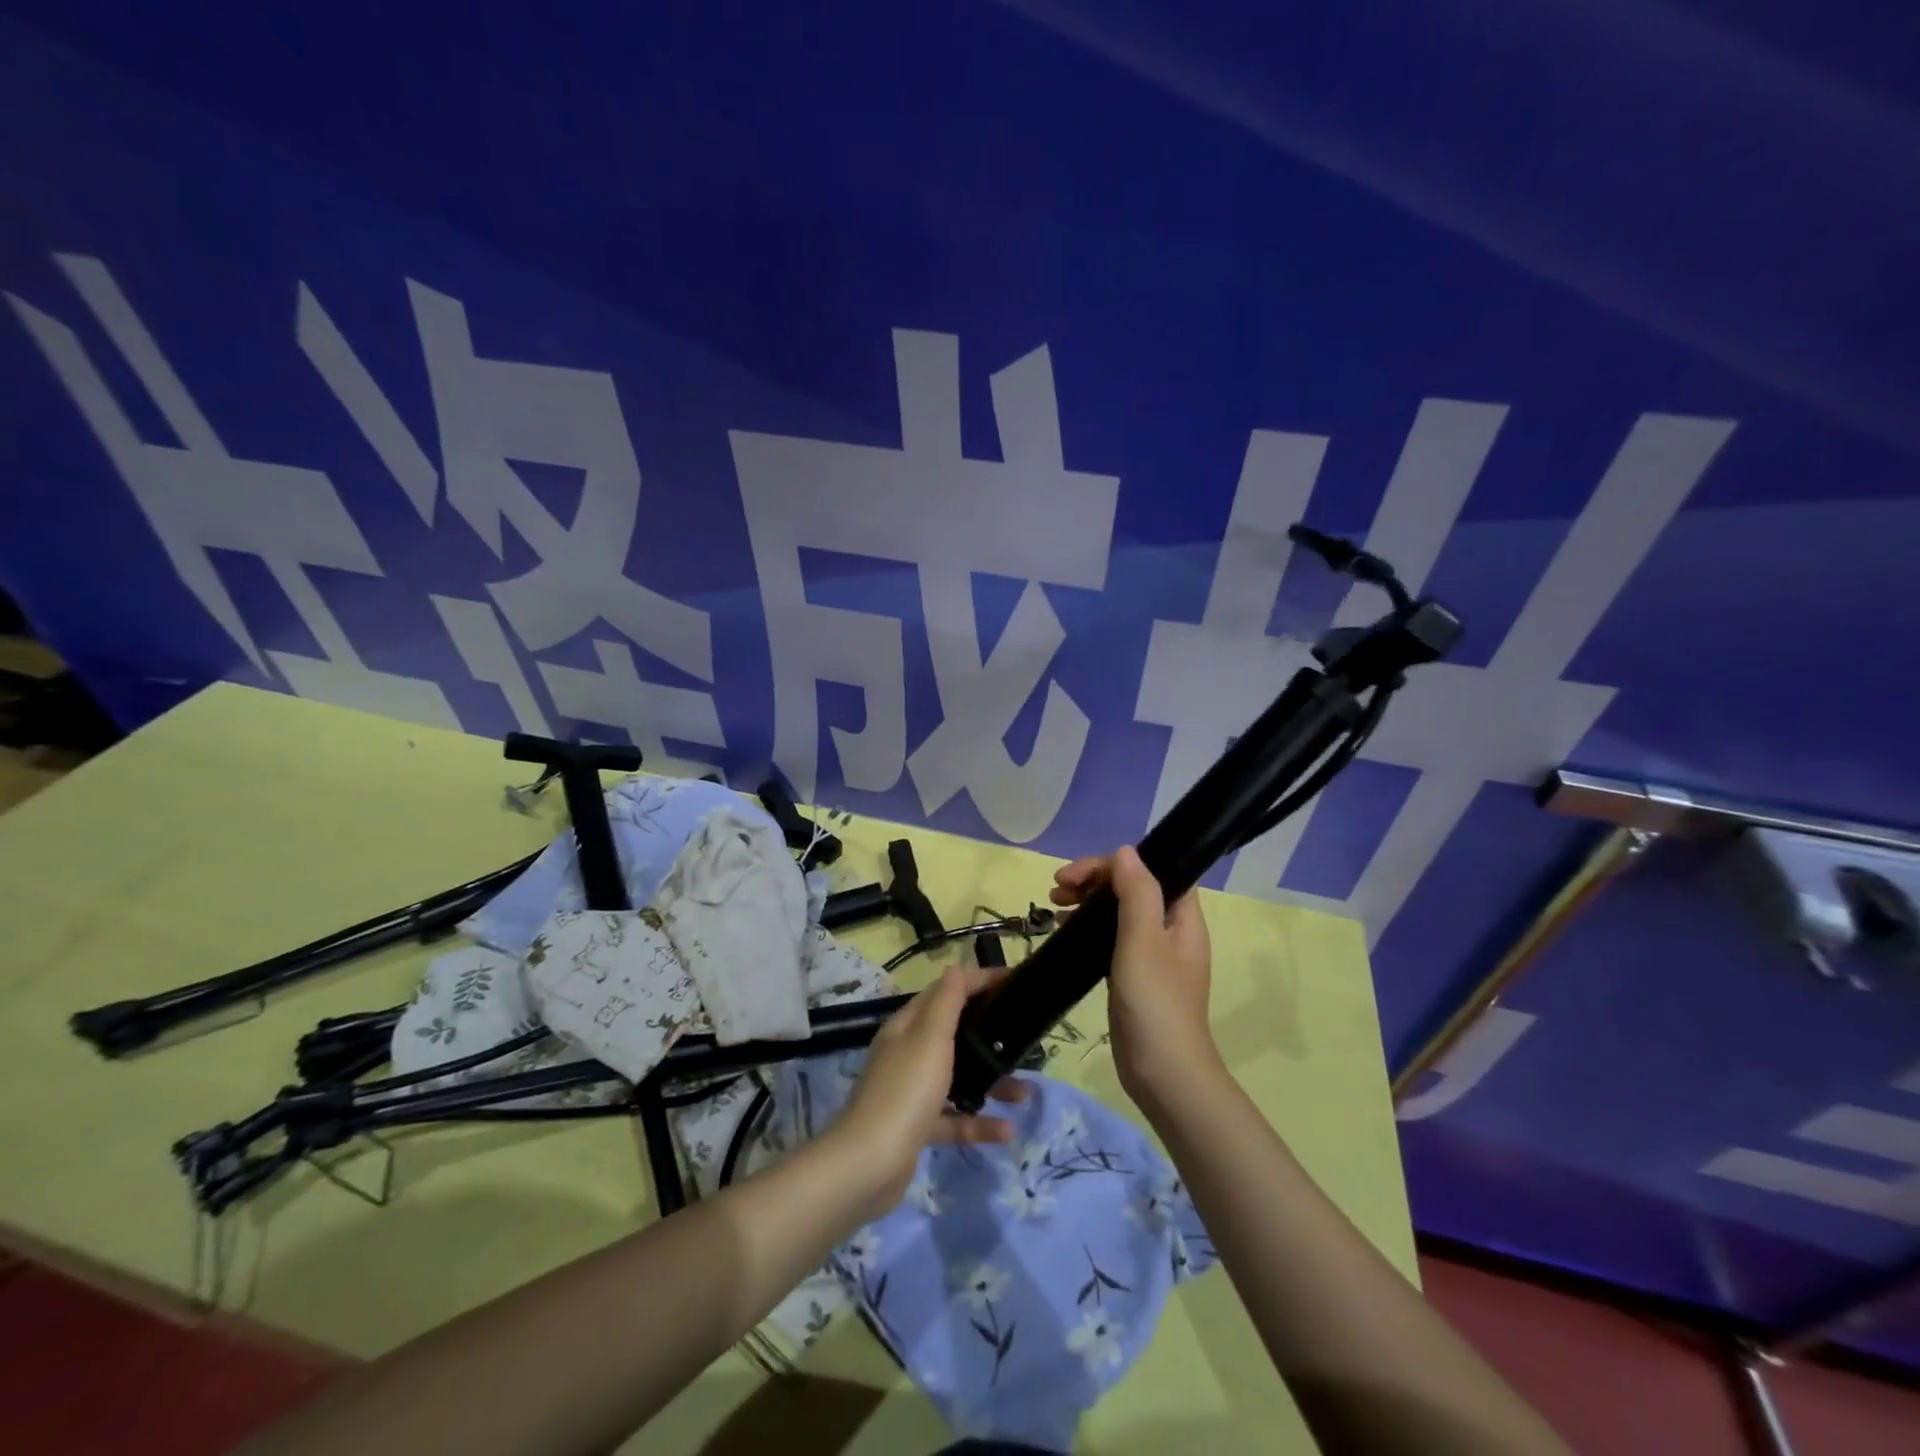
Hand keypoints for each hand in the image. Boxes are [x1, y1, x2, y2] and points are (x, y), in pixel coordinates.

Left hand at [830, 967, 1028, 1215]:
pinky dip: (979, 1122)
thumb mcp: (930, 1037)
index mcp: (908, 1026)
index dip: (979, 982)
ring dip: (991, 1082)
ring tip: (1025, 1093)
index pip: (946, 991)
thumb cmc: (905, 1091)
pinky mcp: (917, 1127)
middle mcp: (908, 1053)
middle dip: (989, 1035)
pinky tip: (1007, 1131)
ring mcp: (911, 1092)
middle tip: (1024, 1039)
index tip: (1015, 982)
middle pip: (953, 1034)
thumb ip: (947, 1002)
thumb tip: (957, 968)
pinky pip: (954, 1118)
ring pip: (958, 1078)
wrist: (868, 1165)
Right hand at [1051, 846, 1215, 1105]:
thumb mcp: (1143, 941)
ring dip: (1087, 902)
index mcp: (1182, 918)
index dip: (1113, 864)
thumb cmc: (1156, 1004)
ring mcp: (1152, 956)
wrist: (1163, 1074)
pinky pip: (1109, 938)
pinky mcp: (1134, 977)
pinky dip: (1087, 928)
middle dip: (1093, 880)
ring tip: (1053, 908)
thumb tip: (1125, 852)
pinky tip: (1063, 933)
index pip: (1151, 870)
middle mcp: (1170, 931)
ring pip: (1117, 912)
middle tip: (1056, 890)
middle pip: (1131, 888)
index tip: (1074, 875)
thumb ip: (1137, 893)